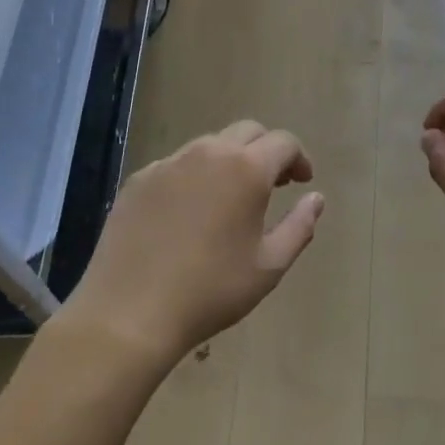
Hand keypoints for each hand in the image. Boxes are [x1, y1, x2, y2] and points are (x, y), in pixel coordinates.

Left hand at [60, 120, 322, 365]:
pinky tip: (189, 213)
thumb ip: (300, 226)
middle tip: (272, 185)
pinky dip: (194, 176)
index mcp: (246, 169)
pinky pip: (177, 165)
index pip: (284, 142)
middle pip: (248, 132)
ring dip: (230, 161)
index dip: (299, 158)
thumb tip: (316, 198)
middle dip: (266, 151)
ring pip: (210, 145)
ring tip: (230, 198)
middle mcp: (208, 153)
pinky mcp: (139, 179)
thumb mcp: (269, 266)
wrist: (129, 313)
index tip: (302, 182)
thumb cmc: (210, 291)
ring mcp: (169, 163)